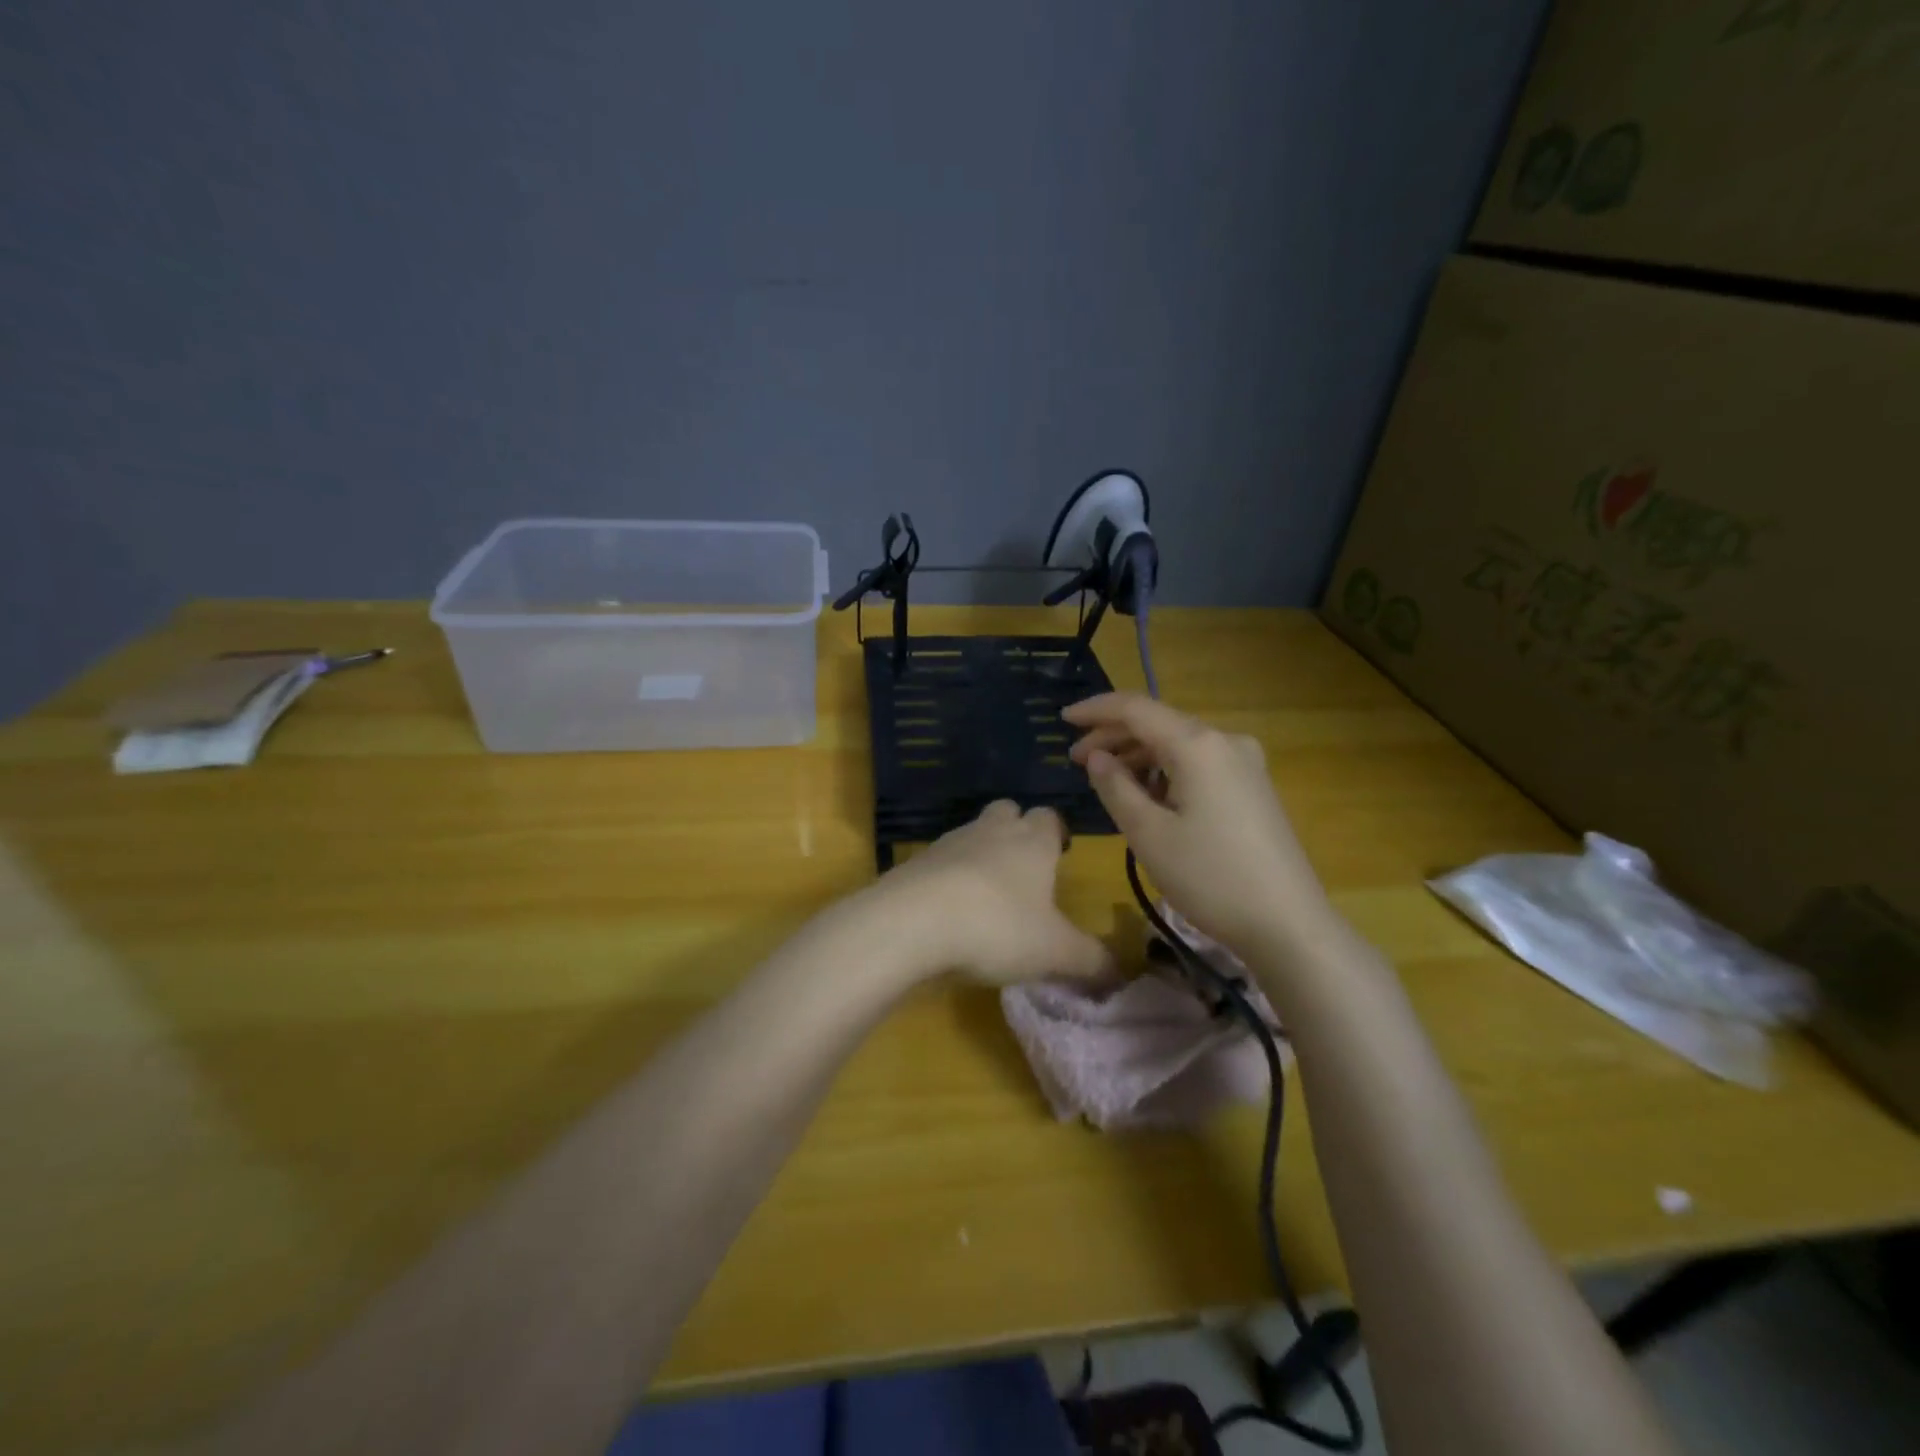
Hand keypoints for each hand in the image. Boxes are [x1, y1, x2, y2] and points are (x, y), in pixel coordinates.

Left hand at [866, 801, 1112, 986]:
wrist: (911, 922)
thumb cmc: (998, 927)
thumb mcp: (1055, 952)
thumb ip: (1092, 961)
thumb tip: (1120, 972)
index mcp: (1032, 841)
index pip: (1050, 817)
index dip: (1057, 832)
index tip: (1061, 854)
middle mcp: (991, 831)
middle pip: (1008, 812)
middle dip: (1017, 832)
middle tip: (1024, 870)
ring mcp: (949, 843)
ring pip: (972, 834)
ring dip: (981, 855)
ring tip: (987, 897)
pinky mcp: (915, 863)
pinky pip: (940, 861)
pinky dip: (949, 878)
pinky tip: (950, 912)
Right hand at [1063, 692, 1332, 952]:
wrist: (1288, 923)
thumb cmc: (1210, 877)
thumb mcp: (1148, 834)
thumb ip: (1115, 787)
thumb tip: (1097, 757)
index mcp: (1198, 745)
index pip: (1136, 708)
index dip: (1095, 710)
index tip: (1062, 719)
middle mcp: (1225, 741)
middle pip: (1159, 724)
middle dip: (1114, 736)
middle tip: (1075, 759)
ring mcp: (1244, 763)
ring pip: (1178, 745)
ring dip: (1139, 756)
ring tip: (1106, 780)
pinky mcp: (1252, 787)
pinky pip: (1198, 764)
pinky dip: (1165, 771)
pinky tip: (1147, 795)